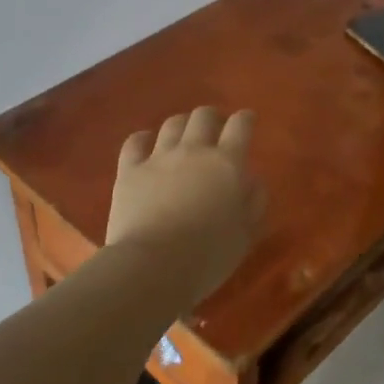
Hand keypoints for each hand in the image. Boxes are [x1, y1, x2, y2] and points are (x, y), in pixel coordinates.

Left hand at [107, 108, 265, 303]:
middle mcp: (193, 151)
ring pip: (172, 124)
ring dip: (182, 125)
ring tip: (184, 135)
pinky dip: (143, 138)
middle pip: (203, 116)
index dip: (246, 119)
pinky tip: (146, 143)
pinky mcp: (129, 170)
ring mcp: (158, 157)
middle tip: (215, 128)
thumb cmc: (208, 257)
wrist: (153, 267)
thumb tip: (251, 180)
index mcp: (226, 164)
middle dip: (212, 117)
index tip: (247, 120)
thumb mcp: (244, 235)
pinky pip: (135, 141)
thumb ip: (253, 202)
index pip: (240, 126)